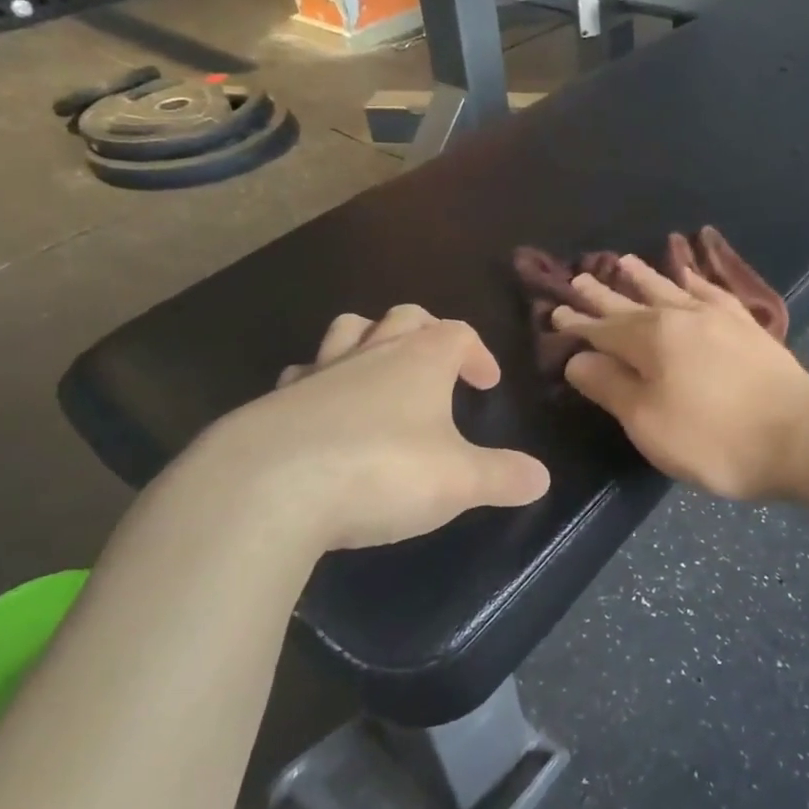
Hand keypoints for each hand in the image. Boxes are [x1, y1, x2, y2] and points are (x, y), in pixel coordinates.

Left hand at [175, 305, 550, 553]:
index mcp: (420, 360)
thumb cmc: (381, 471)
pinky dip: (319, 384)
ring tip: (379, 377)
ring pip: (347, 332)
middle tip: (437, 368)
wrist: (266, 489)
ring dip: (368, 343)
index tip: (486, 385)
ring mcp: (318, 372)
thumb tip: (541, 478)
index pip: (458, 334)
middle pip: (403, 318)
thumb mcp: (458, 481)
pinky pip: (302, 375)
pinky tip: (321, 417)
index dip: (478, 354)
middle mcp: (370, 353)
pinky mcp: (274, 402)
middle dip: (425, 333)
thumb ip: (502, 477)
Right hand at [555, 256, 808, 499]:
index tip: (556, 310)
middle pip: (633, 302)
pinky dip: (695, 280)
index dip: (578, 323)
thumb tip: (578, 359)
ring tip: (626, 261)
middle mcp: (680, 316)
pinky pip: (712, 292)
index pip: (603, 328)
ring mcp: (718, 317)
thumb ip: (610, 386)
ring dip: (645, 277)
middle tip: (581, 277)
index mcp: (651, 339)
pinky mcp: (746, 326)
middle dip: (604, 294)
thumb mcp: (647, 422)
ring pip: (671, 289)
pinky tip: (690, 276)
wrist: (797, 434)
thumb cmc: (712, 437)